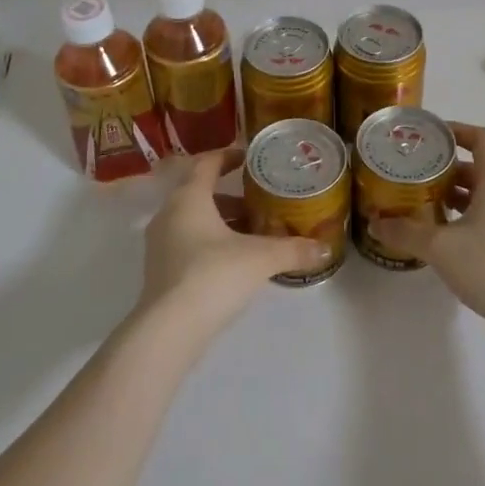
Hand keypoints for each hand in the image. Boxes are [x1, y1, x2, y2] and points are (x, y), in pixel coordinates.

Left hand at [136, 149, 331, 340]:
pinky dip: (209, 242)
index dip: (228, 156)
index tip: (249, 158)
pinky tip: (234, 261)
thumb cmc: (213, 275)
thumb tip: (324, 248)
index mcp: (189, 198)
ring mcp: (159, 243)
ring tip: (252, 233)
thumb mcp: (260, 258)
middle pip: (199, 192)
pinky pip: (186, 242)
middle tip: (259, 201)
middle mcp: (169, 214)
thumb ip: (293, 250)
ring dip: (220, 221)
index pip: (206, 163)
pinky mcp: (159, 270)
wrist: (170, 329)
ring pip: (192, 219)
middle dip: (230, 196)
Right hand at [367, 122, 484, 355]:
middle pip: (480, 165)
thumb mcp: (440, 247)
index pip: (482, 137)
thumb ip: (405, 232)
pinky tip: (441, 233)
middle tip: (414, 172)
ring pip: (483, 192)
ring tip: (421, 201)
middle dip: (446, 167)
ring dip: (455, 193)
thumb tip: (374, 223)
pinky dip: (465, 214)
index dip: (456, 130)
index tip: (428, 137)